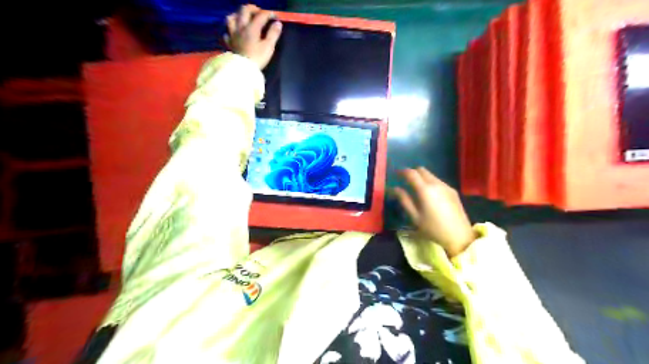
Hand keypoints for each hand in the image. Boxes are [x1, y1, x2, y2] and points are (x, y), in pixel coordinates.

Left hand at [225, 5, 282, 69]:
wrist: (243, 70)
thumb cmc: (257, 58)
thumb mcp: (268, 47)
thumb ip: (273, 34)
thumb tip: (278, 24)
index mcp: (252, 28)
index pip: (261, 15)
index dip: (269, 14)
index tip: (275, 17)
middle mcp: (241, 27)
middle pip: (244, 10)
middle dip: (253, 9)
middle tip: (260, 13)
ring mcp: (233, 34)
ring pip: (232, 18)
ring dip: (238, 15)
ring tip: (244, 19)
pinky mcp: (229, 43)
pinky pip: (227, 32)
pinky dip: (231, 30)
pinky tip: (235, 33)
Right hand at [394, 167, 475, 256]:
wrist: (459, 236)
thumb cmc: (433, 229)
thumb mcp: (415, 217)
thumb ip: (404, 200)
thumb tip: (395, 189)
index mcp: (425, 190)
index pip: (411, 173)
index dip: (402, 171)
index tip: (396, 174)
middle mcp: (436, 184)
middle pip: (422, 170)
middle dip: (412, 172)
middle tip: (405, 180)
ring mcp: (446, 186)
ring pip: (431, 175)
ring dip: (422, 177)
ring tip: (416, 188)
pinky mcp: (453, 191)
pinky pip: (438, 181)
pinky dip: (430, 182)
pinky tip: (429, 194)